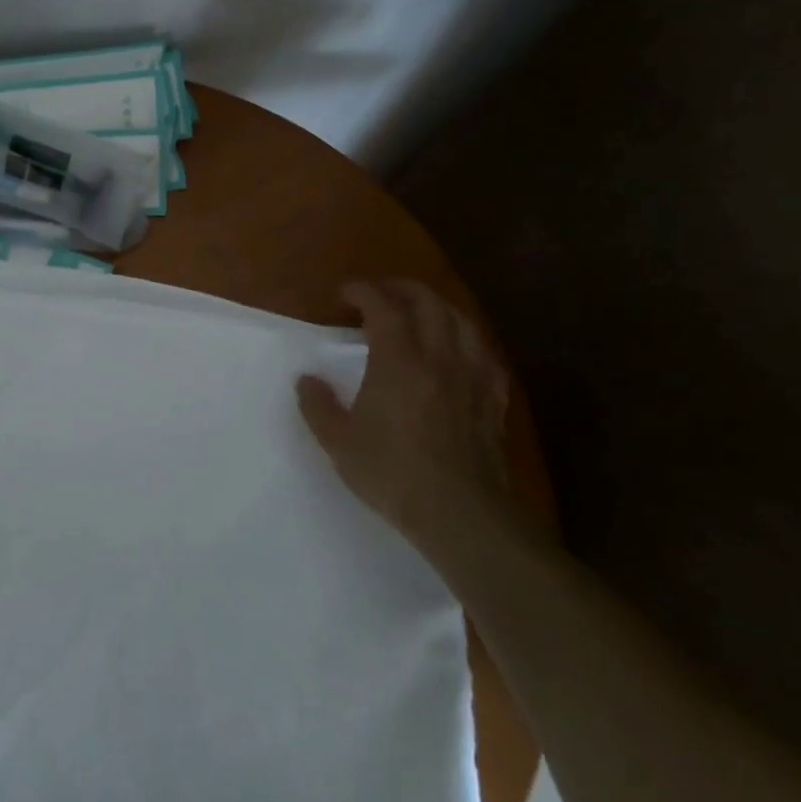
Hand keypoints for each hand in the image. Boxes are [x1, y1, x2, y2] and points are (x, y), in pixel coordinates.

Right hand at [296, 281, 513, 563]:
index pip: (383, 306)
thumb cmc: (392, 472)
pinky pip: (484, 353)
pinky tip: (459, 351)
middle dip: (401, 288)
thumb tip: (306, 380)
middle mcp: (440, 356)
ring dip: (436, 307)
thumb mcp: (338, 442)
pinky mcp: (493, 399)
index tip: (344, 292)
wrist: (460, 513)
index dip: (363, 291)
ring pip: (461, 321)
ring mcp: (473, 376)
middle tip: (379, 293)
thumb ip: (317, 405)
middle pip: (428, 303)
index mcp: (399, 360)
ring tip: (419, 313)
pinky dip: (466, 340)